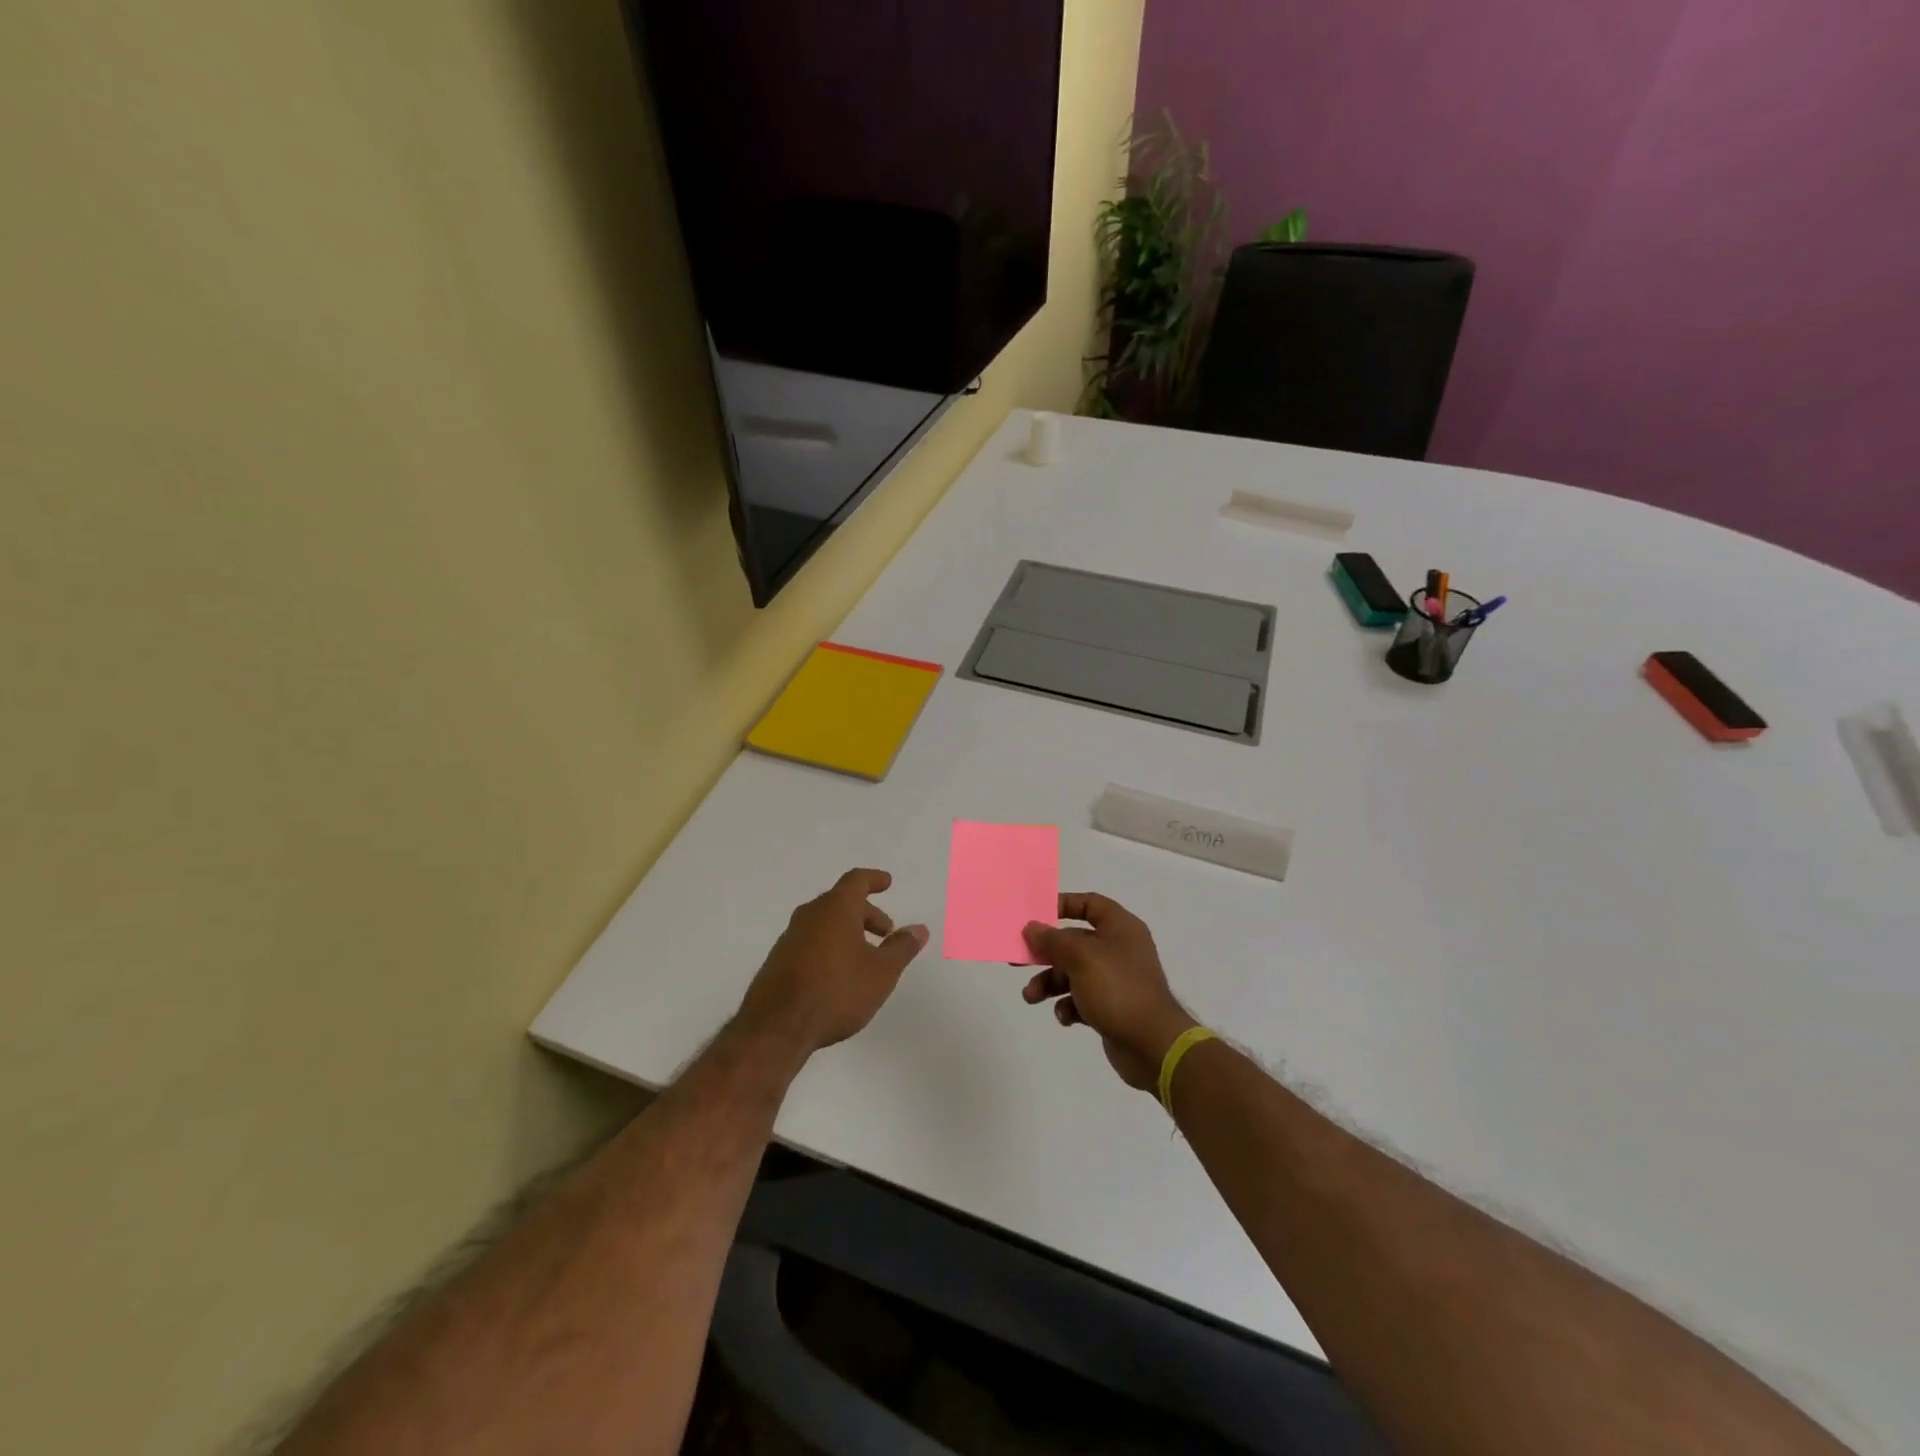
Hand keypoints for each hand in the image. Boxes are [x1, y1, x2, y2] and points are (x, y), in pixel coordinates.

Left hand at [736, 869, 927, 1057]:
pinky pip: (810, 941)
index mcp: (836, 908)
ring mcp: (790, 937)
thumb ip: (901, 948)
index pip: (856, 881)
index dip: (873, 879)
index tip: (886, 883)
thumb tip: (919, 929)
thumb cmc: (836, 991)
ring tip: (864, 957)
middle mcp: (810, 915)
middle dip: (866, 913)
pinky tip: (837, 974)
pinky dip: (829, 946)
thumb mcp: (881, 972)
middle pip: (840, 902)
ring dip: (847, 931)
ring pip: (824, 923)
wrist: (776, 1027)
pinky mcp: (778, 960)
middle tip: (885, 933)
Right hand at [1021, 893, 1197, 1091]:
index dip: (1063, 905)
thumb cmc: (1118, 989)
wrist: (1153, 1046)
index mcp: (1120, 928)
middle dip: (1046, 954)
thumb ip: (1052, 941)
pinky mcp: (1112, 1008)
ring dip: (1050, 983)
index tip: (1036, 916)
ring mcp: (1116, 980)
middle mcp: (1119, 949)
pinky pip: (1082, 999)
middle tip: (1017, 960)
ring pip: (1073, 973)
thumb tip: (1032, 927)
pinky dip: (1069, 1006)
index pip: (1090, 904)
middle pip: (1074, 942)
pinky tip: (1065, 1017)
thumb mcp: (1080, 958)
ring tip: (1031, 997)